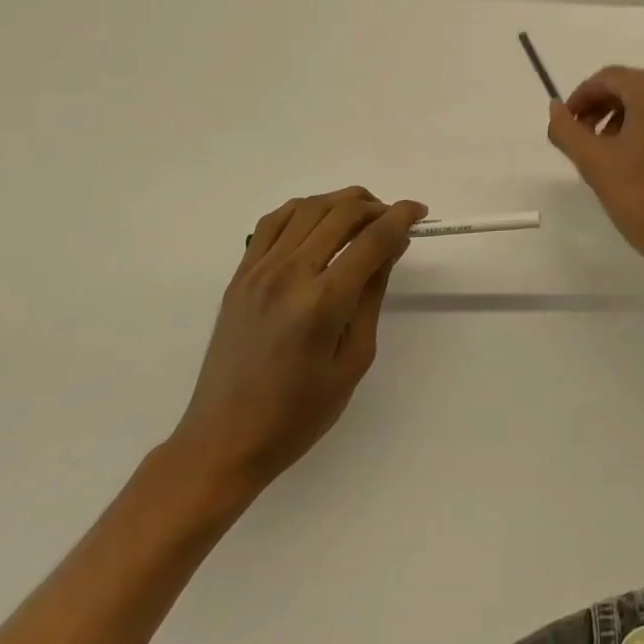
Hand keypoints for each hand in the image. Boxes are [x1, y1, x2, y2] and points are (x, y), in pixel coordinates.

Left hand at [167, 187, 424, 500]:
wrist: (223, 441)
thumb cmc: (299, 414)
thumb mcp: (354, 359)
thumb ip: (372, 295)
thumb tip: (390, 247)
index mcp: (323, 302)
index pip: (372, 239)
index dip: (402, 216)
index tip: (420, 212)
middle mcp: (289, 275)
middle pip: (341, 213)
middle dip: (376, 206)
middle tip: (394, 220)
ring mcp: (259, 271)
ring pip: (308, 207)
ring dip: (342, 202)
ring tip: (361, 218)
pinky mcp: (240, 276)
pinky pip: (274, 221)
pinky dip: (304, 209)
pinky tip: (319, 222)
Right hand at [547, 67, 643, 304]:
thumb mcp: (595, 164)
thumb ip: (566, 129)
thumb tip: (556, 107)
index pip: (609, 79)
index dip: (583, 98)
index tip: (571, 124)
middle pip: (640, 87)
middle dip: (612, 110)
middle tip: (594, 142)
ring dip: (643, 119)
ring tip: (627, 154)